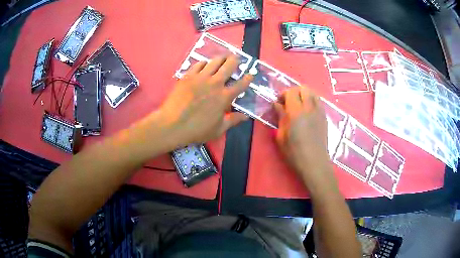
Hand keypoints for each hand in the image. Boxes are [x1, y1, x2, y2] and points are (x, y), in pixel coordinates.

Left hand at [157, 55, 251, 146]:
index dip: (248, 78)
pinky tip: (204, 65)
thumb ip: (233, 120)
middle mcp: (215, 83)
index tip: (250, 74)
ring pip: (214, 61)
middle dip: (235, 60)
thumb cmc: (197, 130)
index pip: (241, 84)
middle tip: (236, 59)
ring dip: (221, 58)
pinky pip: (198, 64)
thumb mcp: (218, 129)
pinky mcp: (188, 76)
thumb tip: (246, 116)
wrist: (172, 124)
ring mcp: (201, 77)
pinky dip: (204, 63)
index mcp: (224, 97)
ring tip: (222, 58)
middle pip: (229, 65)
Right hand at [275, 87, 334, 188]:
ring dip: (304, 95)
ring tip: (298, 106)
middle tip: (288, 102)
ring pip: (313, 93)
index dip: (283, 94)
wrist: (314, 163)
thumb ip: (280, 117)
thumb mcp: (281, 136)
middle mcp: (310, 108)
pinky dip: (311, 101)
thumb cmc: (295, 153)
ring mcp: (320, 112)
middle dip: (294, 91)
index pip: (291, 92)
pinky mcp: (324, 118)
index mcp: (297, 113)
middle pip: (304, 88)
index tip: (278, 103)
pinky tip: (307, 113)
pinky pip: (318, 102)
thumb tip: (277, 105)